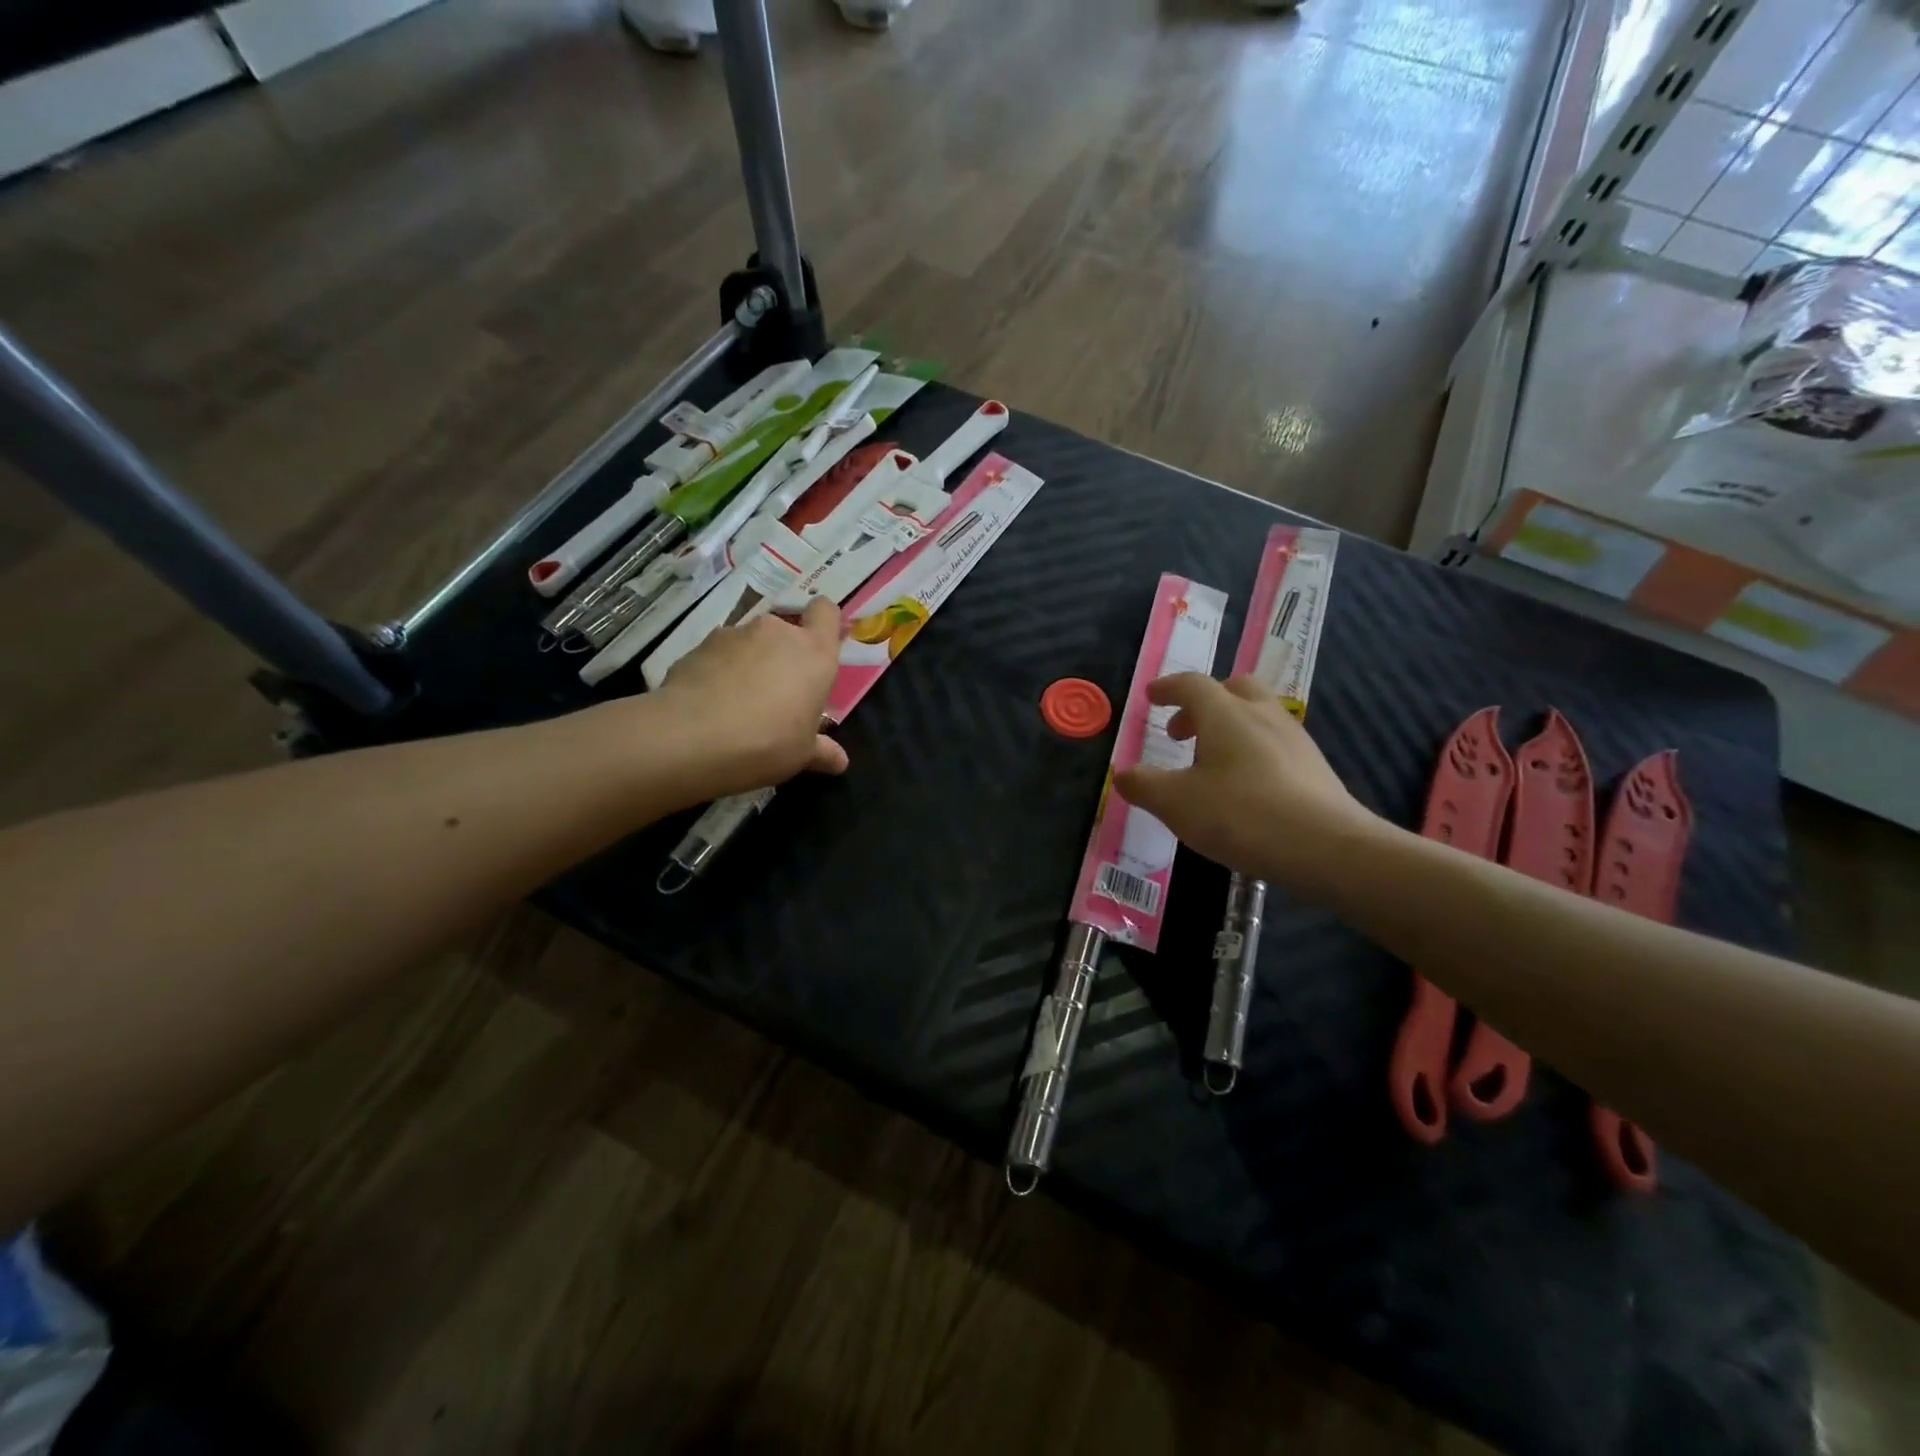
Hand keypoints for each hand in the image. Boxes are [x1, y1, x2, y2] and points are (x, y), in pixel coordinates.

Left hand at [654, 598, 849, 792]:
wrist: (693, 738)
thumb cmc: (768, 742)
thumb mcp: (802, 754)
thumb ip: (822, 751)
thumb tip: (840, 762)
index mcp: (814, 653)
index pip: (825, 611)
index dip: (822, 623)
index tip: (817, 648)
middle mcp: (776, 633)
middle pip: (784, 631)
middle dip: (781, 655)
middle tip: (776, 694)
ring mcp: (733, 634)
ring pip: (748, 643)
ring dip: (747, 663)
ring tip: (736, 703)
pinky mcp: (698, 646)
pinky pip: (717, 655)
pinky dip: (716, 672)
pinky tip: (708, 705)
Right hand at [1113, 674, 1381, 898]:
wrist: (1327, 847)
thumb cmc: (1241, 815)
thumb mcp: (1176, 804)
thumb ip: (1144, 785)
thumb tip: (1123, 774)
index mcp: (1225, 714)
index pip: (1192, 684)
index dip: (1167, 688)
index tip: (1151, 697)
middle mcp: (1262, 715)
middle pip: (1233, 688)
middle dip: (1203, 702)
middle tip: (1182, 731)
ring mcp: (1294, 739)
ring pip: (1258, 714)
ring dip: (1229, 726)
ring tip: (1210, 762)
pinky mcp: (1314, 766)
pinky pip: (1275, 742)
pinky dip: (1252, 749)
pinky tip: (1245, 786)